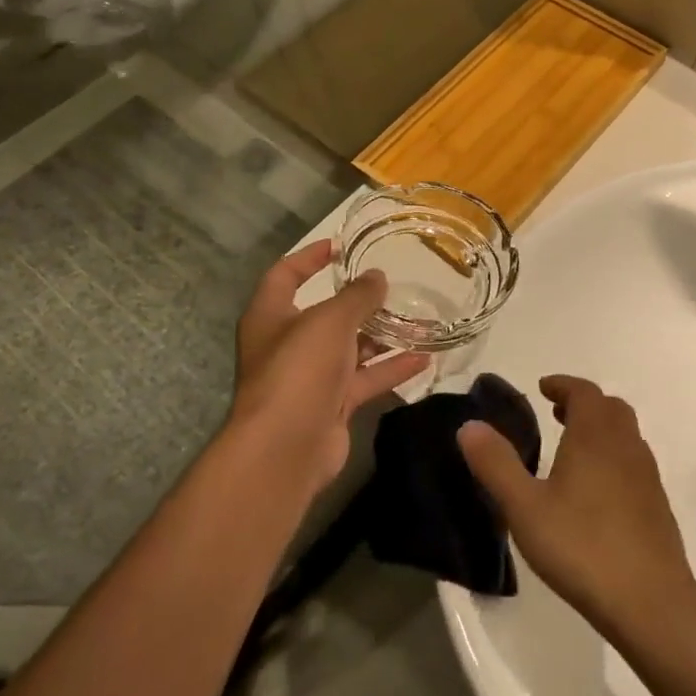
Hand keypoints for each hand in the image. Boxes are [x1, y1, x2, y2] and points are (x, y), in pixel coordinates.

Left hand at [229, 241, 426, 485]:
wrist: (286, 448)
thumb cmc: (299, 370)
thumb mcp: (331, 321)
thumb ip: (357, 296)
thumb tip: (377, 277)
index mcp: (270, 315)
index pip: (285, 274)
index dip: (309, 257)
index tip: (340, 246)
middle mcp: (287, 344)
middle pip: (324, 315)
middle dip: (358, 302)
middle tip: (392, 287)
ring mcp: (309, 378)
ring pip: (349, 349)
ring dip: (381, 336)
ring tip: (418, 321)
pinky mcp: (331, 405)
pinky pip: (364, 379)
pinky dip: (390, 369)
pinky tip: (424, 359)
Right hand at [457, 376, 695, 639]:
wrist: (650, 601)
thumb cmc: (581, 546)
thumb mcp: (525, 507)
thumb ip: (496, 464)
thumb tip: (469, 425)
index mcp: (595, 436)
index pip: (584, 392)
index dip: (563, 385)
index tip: (543, 387)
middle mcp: (626, 446)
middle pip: (610, 408)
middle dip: (582, 404)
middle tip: (555, 414)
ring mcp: (647, 476)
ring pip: (625, 435)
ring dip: (600, 429)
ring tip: (571, 449)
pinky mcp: (657, 505)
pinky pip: (633, 463)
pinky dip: (613, 457)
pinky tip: (595, 491)